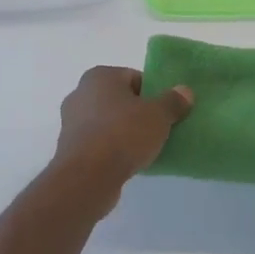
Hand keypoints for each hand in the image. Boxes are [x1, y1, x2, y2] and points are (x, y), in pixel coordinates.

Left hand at [52, 66, 193, 189]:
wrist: (87, 177)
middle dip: (138, 113)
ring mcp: (71, 122)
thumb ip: (173, 101)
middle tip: (158, 129)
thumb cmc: (123, 134)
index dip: (153, 94)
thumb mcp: (158, 115)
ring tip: (144, 148)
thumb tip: (185, 91)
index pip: (134, 78)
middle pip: (120, 100)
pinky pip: (99, 142)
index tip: (165, 112)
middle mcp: (80, 93)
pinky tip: (127, 162)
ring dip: (125, 132)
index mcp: (99, 76)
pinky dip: (112, 148)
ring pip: (108, 122)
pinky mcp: (70, 148)